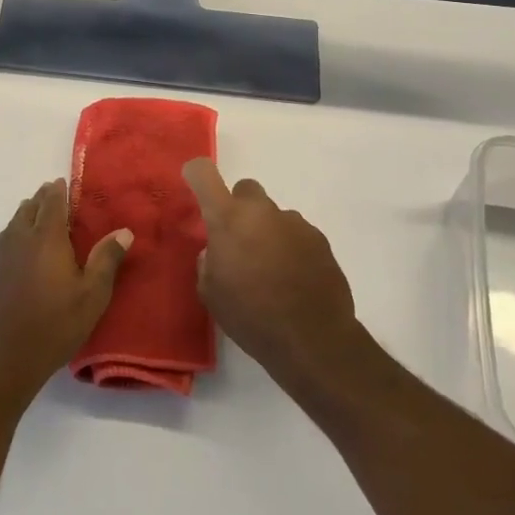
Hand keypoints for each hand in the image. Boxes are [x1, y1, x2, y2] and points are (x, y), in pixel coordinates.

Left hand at [0, 179, 132, 408]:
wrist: (1, 359)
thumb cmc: (53, 326)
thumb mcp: (91, 296)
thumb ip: (106, 260)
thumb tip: (124, 231)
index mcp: (46, 237)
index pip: (52, 201)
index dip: (59, 190)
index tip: (66, 183)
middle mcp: (20, 238)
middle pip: (30, 207)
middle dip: (43, 199)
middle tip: (56, 197)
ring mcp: (0, 255)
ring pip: (14, 222)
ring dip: (28, 214)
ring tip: (40, 218)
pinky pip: (5, 240)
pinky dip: (16, 233)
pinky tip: (22, 248)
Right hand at [183, 158, 359, 393]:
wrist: (312, 339)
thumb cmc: (250, 316)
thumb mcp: (211, 293)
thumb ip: (209, 261)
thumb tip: (217, 251)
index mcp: (229, 219)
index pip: (204, 174)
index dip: (196, 174)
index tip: (194, 183)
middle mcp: (262, 211)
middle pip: (246, 190)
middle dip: (239, 209)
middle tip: (239, 242)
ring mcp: (295, 223)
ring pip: (274, 215)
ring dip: (268, 232)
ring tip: (271, 271)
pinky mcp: (320, 240)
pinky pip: (297, 235)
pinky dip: (291, 249)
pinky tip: (294, 281)